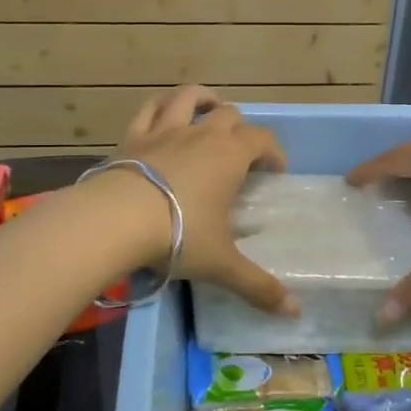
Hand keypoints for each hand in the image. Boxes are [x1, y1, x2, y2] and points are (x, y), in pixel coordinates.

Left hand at [110, 85, 298, 313]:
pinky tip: (164, 112)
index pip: (263, 140)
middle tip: (242, 154)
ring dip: (204, 100)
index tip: (276, 172)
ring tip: (210, 110)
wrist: (115, 220)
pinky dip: (161, 105)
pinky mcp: (133, 136)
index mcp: (230, 156)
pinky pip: (149, 108)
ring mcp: (165, 130)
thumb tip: (295, 312)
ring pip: (189, 98)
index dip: (274, 153)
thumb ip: (259, 286)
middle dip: (242, 129)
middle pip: (230, 115)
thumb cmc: (179, 235)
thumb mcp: (222, 264)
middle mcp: (202, 134)